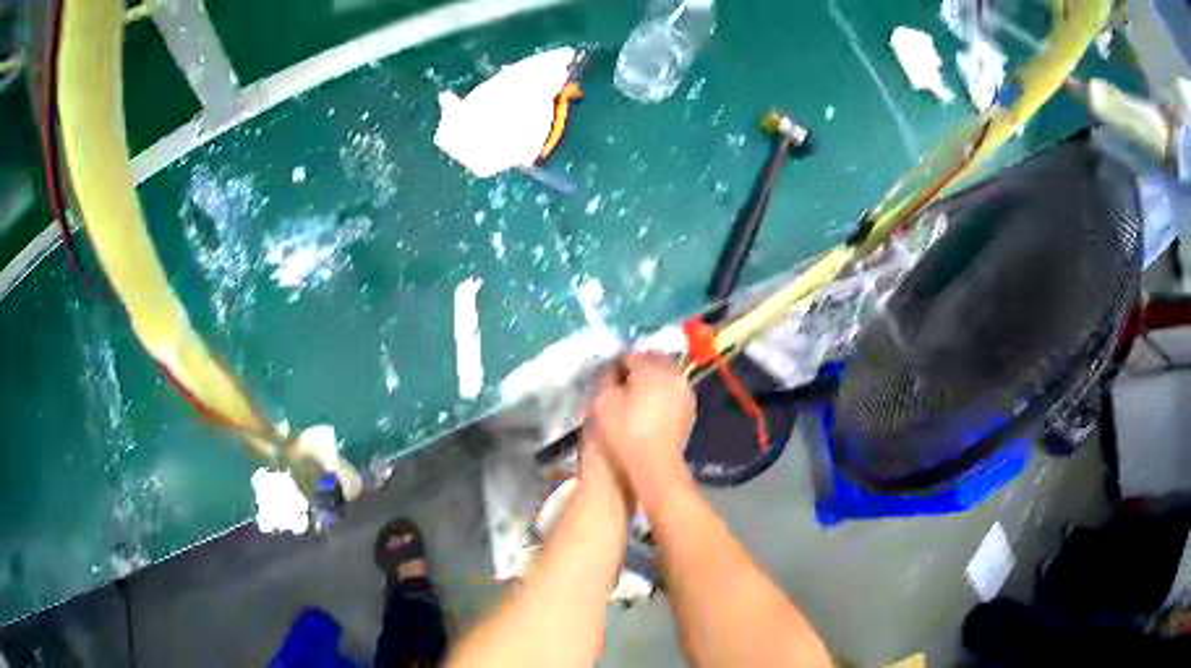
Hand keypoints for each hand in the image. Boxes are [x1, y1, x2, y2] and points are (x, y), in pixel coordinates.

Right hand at [585, 353, 696, 510]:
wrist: (655, 465)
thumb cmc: (625, 431)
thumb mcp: (603, 401)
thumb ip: (605, 378)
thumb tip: (612, 369)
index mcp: (653, 367)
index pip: (631, 355)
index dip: (616, 366)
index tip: (608, 380)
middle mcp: (674, 374)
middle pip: (653, 361)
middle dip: (638, 369)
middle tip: (621, 387)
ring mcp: (686, 392)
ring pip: (666, 377)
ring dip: (652, 382)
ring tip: (635, 401)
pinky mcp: (690, 410)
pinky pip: (673, 394)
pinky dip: (663, 396)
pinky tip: (650, 413)